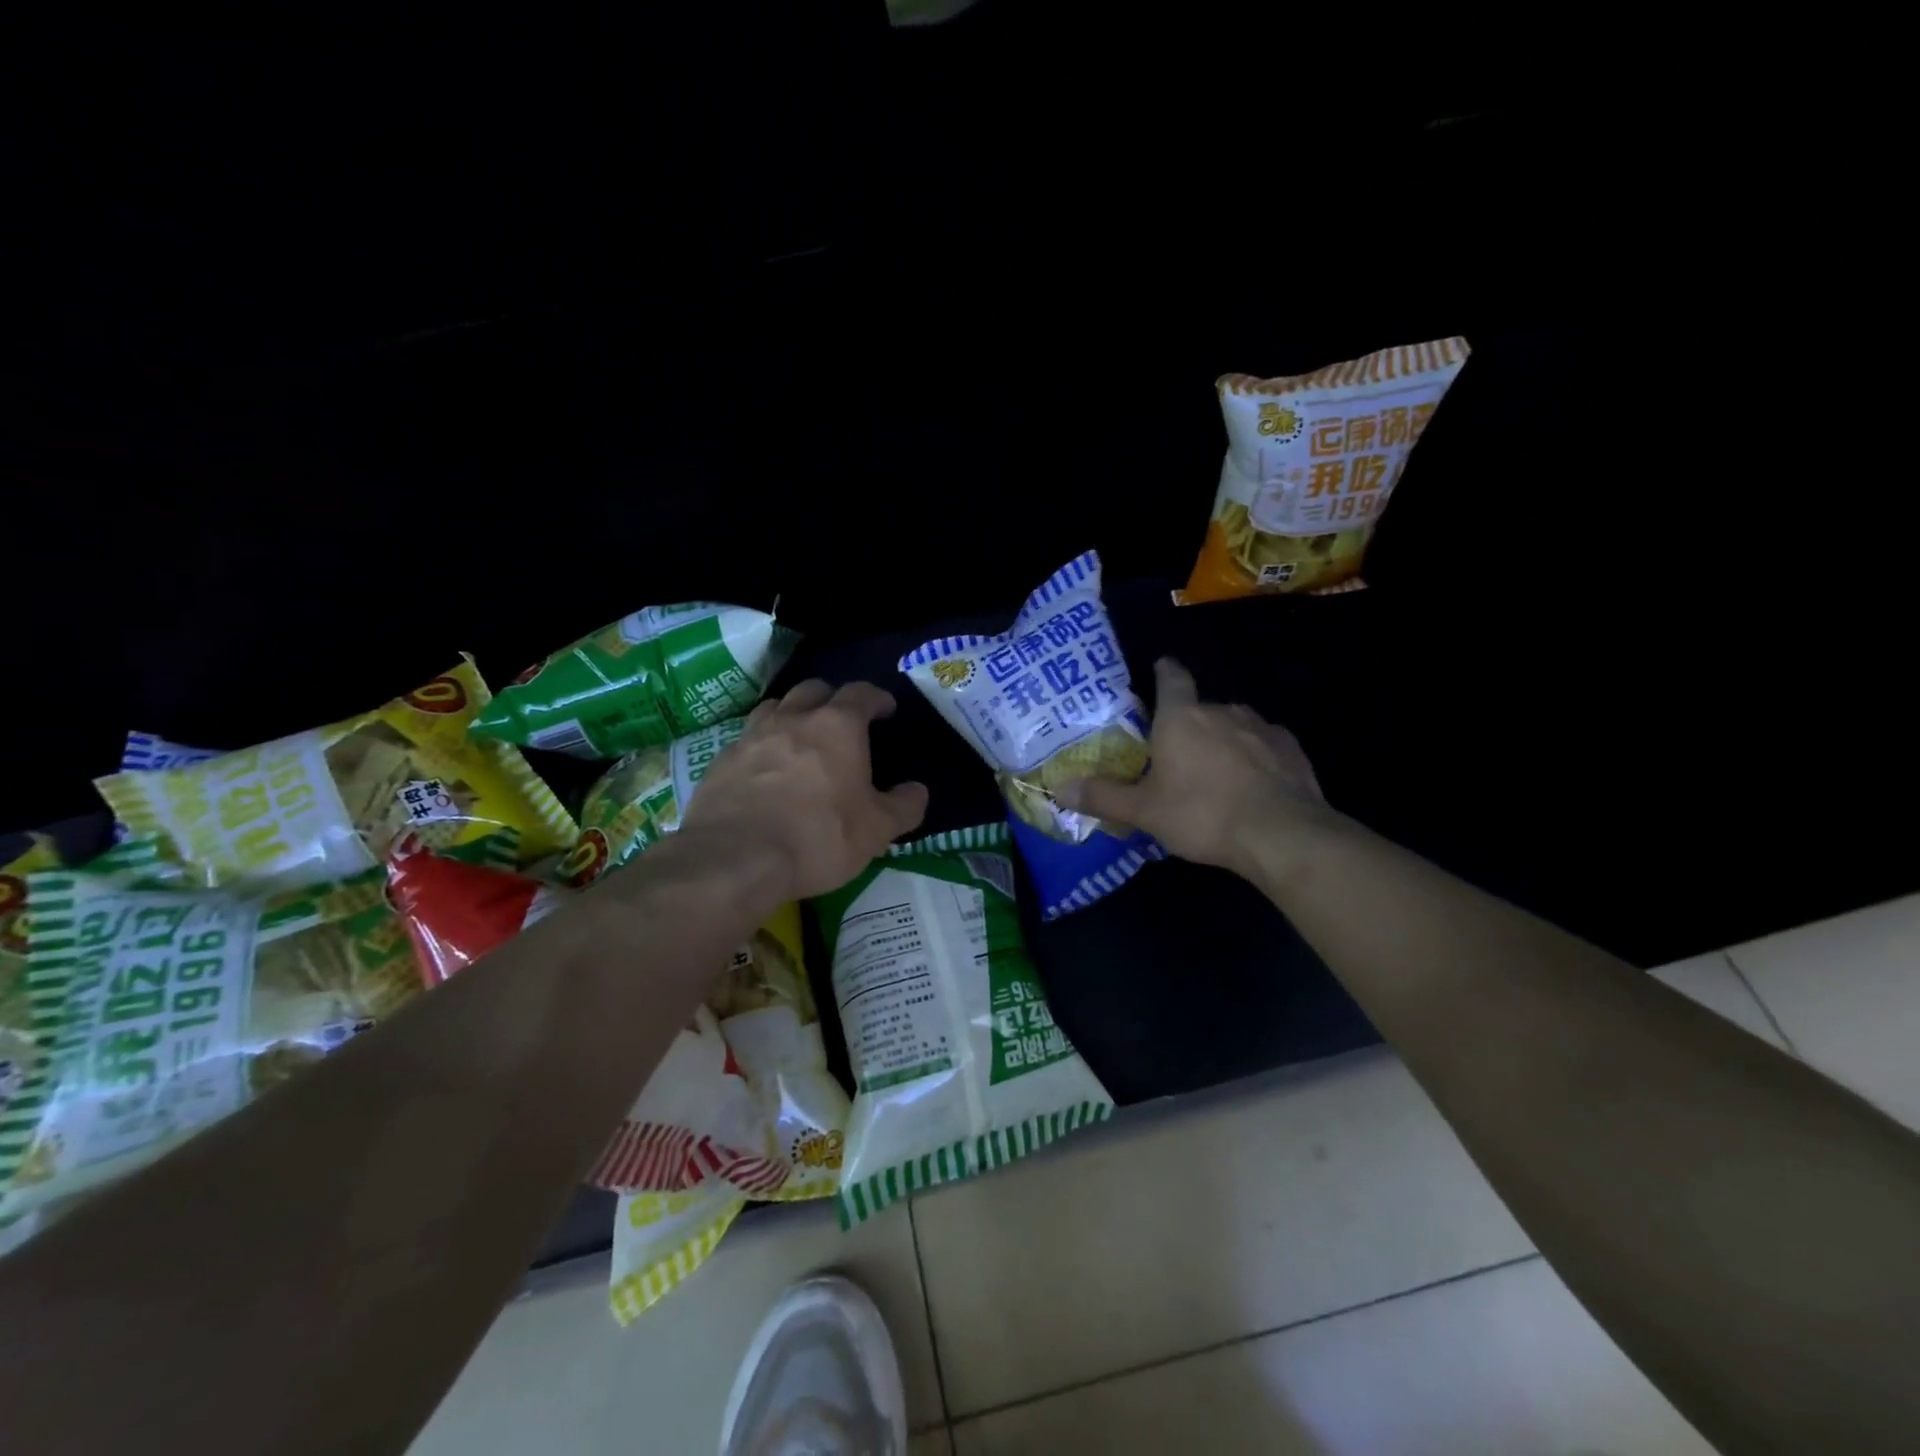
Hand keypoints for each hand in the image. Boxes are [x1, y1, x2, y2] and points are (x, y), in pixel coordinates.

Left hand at [677, 679, 928, 901]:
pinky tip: (764, 770)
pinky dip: (762, 745)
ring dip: (792, 714)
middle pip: (814, 689)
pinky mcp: (720, 760)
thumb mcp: (876, 830)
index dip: (877, 698)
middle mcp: (793, 719)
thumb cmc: (818, 837)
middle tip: (842, 721)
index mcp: (838, 726)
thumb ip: (903, 807)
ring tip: (800, 737)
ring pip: (775, 707)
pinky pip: (747, 739)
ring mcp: (752, 736)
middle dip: (831, 699)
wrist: (735, 858)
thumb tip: (917, 791)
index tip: (885, 709)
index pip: (861, 693)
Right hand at [1055, 658, 1327, 872]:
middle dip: (1189, 727)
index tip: (1161, 667)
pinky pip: (1264, 746)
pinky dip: (1255, 758)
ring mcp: (1261, 727)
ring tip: (1216, 776)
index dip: (1164, 671)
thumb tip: (1060, 787)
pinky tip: (1253, 785)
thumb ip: (1103, 796)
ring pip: (1234, 727)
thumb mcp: (1144, 811)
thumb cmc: (1202, 814)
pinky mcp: (1291, 748)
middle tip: (1177, 757)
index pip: (1172, 678)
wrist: (1280, 834)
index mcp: (1182, 717)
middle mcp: (1222, 711)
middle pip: (1200, 709)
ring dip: (1223, 743)